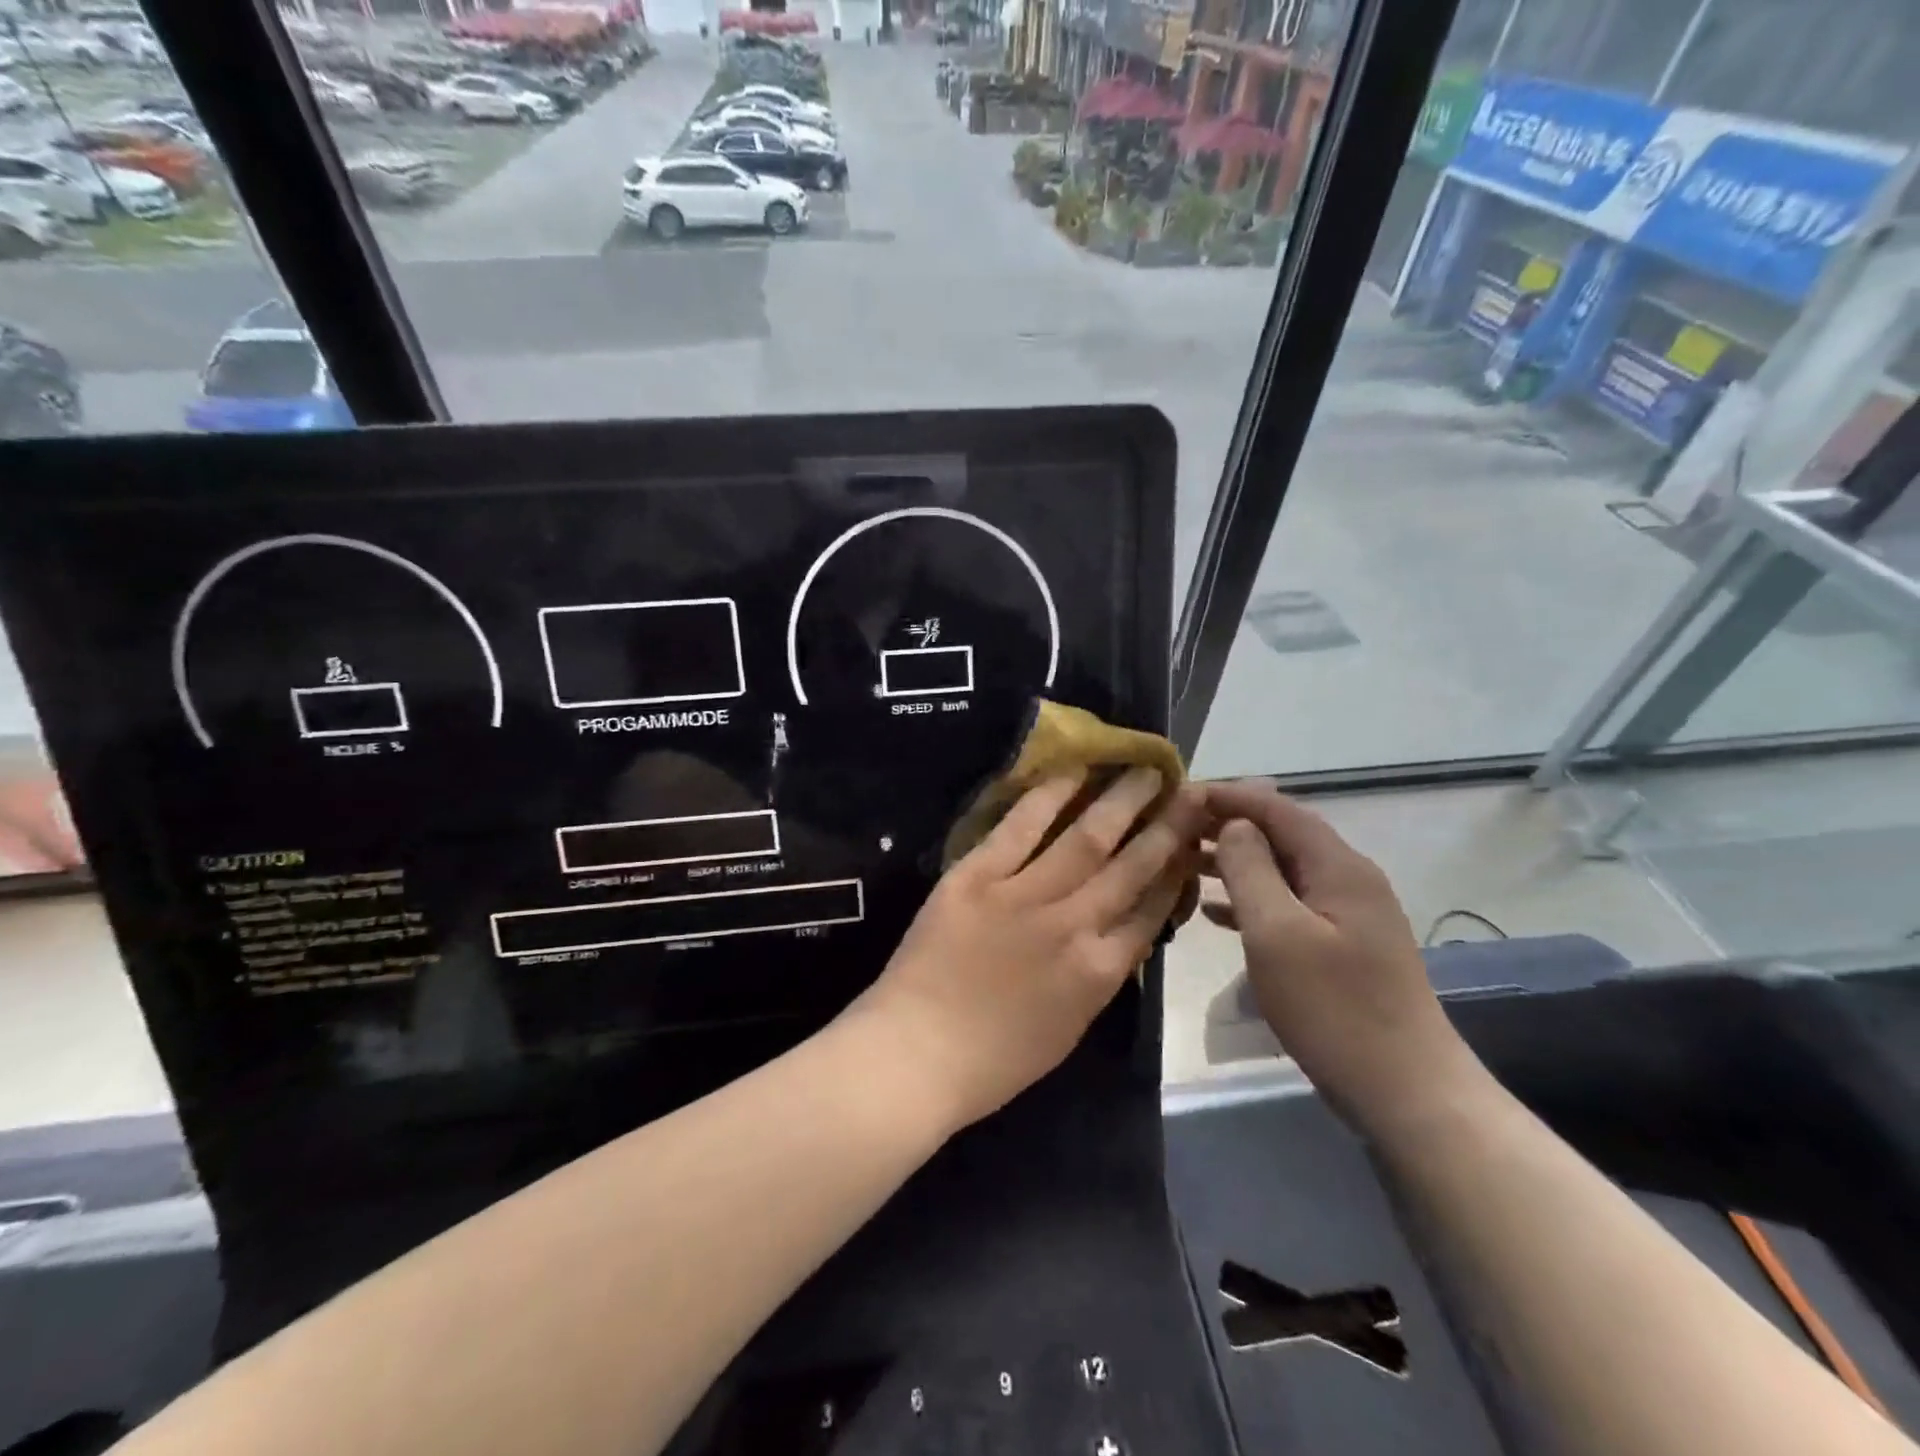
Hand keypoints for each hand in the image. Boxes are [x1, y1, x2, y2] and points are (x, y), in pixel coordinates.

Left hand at [854, 768, 1207, 1133]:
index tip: (1192, 842)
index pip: (1152, 911)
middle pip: (1132, 867)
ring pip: (1086, 839)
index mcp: (1100, 972)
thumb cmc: (993, 1059)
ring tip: (1144, 771)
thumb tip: (1123, 930)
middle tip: (1190, 792)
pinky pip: (1020, 829)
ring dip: (1121, 801)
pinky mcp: (977, 876)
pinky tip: (1073, 772)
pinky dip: (1048, 797)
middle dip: (1167, 827)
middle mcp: (1073, 925)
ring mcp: (1024, 896)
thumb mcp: (1069, 1027)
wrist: (915, 1052)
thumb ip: (1100, 975)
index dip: (1176, 873)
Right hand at [1202, 780, 1483, 1138]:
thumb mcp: (1278, 934)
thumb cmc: (1335, 1009)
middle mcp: (1347, 879)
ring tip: (1183, 862)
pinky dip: (1250, 899)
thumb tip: (1233, 826)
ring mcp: (1347, 914)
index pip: (1277, 808)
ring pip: (1281, 870)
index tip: (1178, 795)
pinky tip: (1214, 913)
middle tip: (1172, 828)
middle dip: (1226, 825)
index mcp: (1337, 867)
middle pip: (1281, 834)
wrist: (1406, 1092)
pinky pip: (1288, 905)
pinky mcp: (1341, 946)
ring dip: (1234, 862)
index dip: (1227, 796)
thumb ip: (1250, 870)